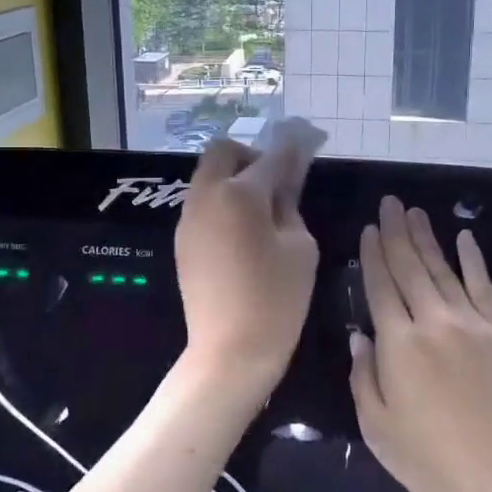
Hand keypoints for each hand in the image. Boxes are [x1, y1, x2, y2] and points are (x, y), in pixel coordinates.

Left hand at [174, 130, 320, 389]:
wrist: (230, 352)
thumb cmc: (277, 300)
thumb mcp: (300, 247)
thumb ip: (291, 204)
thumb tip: (286, 181)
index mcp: (240, 194)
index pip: (271, 157)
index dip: (293, 147)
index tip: (308, 140)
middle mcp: (206, 196)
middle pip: (223, 152)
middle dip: (251, 156)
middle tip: (276, 181)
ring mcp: (188, 218)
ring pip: (208, 177)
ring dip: (234, 178)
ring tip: (261, 209)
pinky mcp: (182, 241)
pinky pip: (202, 203)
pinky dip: (222, 201)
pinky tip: (242, 230)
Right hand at [349, 197, 491, 491]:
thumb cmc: (434, 464)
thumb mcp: (378, 429)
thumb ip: (364, 377)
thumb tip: (359, 336)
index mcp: (398, 345)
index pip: (380, 286)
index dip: (372, 255)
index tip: (368, 229)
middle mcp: (434, 322)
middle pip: (411, 267)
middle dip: (396, 232)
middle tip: (389, 202)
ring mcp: (474, 324)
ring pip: (444, 269)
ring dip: (428, 238)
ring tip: (414, 212)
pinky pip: (484, 286)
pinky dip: (473, 259)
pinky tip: (465, 238)